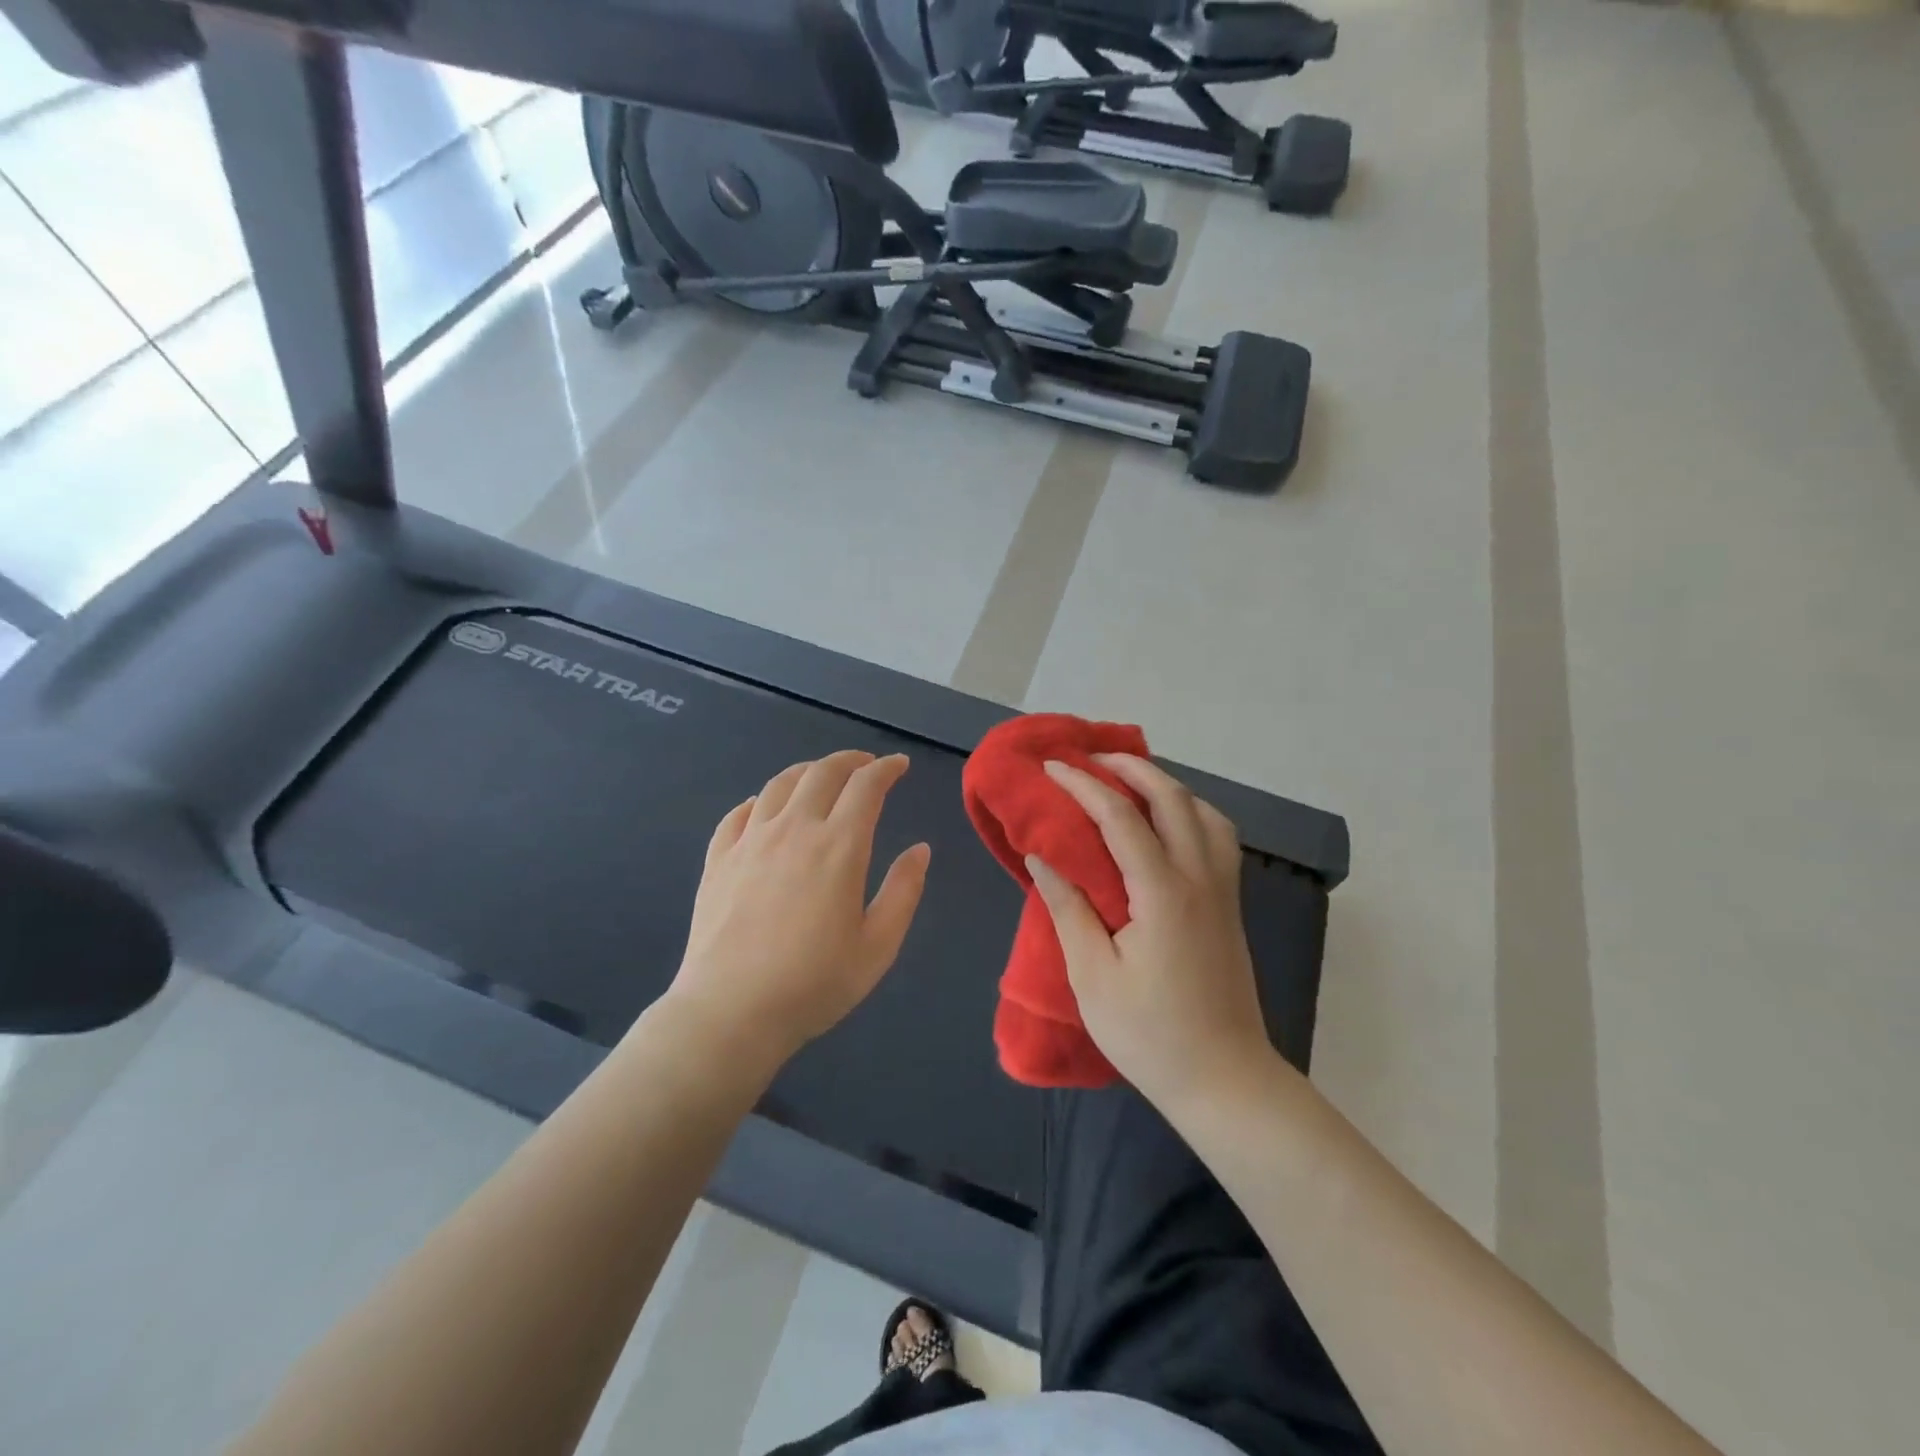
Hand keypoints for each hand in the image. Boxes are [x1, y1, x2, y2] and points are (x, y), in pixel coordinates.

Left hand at [663, 752, 930, 1070]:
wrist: (730, 1012)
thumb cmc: (814, 983)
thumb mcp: (878, 946)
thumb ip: (903, 891)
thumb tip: (920, 849)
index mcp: (838, 846)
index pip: (866, 786)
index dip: (886, 769)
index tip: (899, 766)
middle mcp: (794, 829)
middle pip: (822, 773)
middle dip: (849, 761)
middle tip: (865, 765)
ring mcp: (750, 841)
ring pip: (779, 784)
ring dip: (807, 772)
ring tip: (820, 777)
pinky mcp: (718, 859)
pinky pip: (738, 813)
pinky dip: (759, 800)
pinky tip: (763, 808)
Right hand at [1027, 755, 1272, 1111]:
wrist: (1224, 1080)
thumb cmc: (1150, 1033)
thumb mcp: (1092, 975)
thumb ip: (1068, 908)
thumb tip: (1042, 855)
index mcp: (1162, 893)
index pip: (1120, 816)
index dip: (1083, 785)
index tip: (1052, 768)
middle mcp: (1200, 877)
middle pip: (1172, 797)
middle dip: (1130, 767)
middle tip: (1092, 758)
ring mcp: (1223, 890)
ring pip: (1204, 812)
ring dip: (1166, 785)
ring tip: (1130, 783)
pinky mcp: (1230, 905)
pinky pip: (1217, 837)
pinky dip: (1191, 812)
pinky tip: (1168, 825)